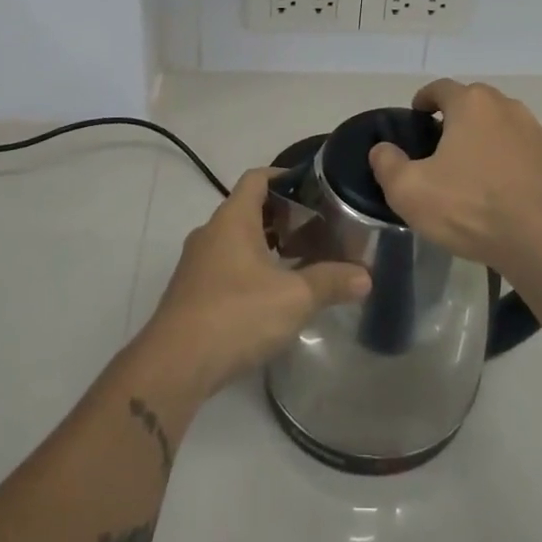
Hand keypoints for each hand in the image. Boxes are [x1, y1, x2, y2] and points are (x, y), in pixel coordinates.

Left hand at [142, 168, 370, 397]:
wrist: (174, 366)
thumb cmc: (236, 314)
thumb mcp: (294, 297)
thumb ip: (331, 282)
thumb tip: (366, 276)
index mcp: (232, 219)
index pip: (257, 178)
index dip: (284, 175)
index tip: (314, 186)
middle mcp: (211, 233)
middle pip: (248, 209)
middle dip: (283, 215)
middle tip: (318, 226)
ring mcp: (197, 264)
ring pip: (237, 240)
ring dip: (267, 244)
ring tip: (302, 259)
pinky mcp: (192, 293)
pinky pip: (226, 266)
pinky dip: (251, 268)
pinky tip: (274, 294)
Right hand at [368, 79, 541, 278]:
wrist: (538, 242)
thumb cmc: (469, 209)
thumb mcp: (409, 191)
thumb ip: (387, 164)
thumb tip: (382, 149)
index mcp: (470, 105)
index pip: (441, 87)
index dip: (425, 98)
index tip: (418, 114)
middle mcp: (507, 106)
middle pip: (476, 100)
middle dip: (459, 114)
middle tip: (444, 142)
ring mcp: (538, 129)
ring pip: (508, 118)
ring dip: (493, 131)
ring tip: (480, 159)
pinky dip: (529, 146)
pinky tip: (523, 165)